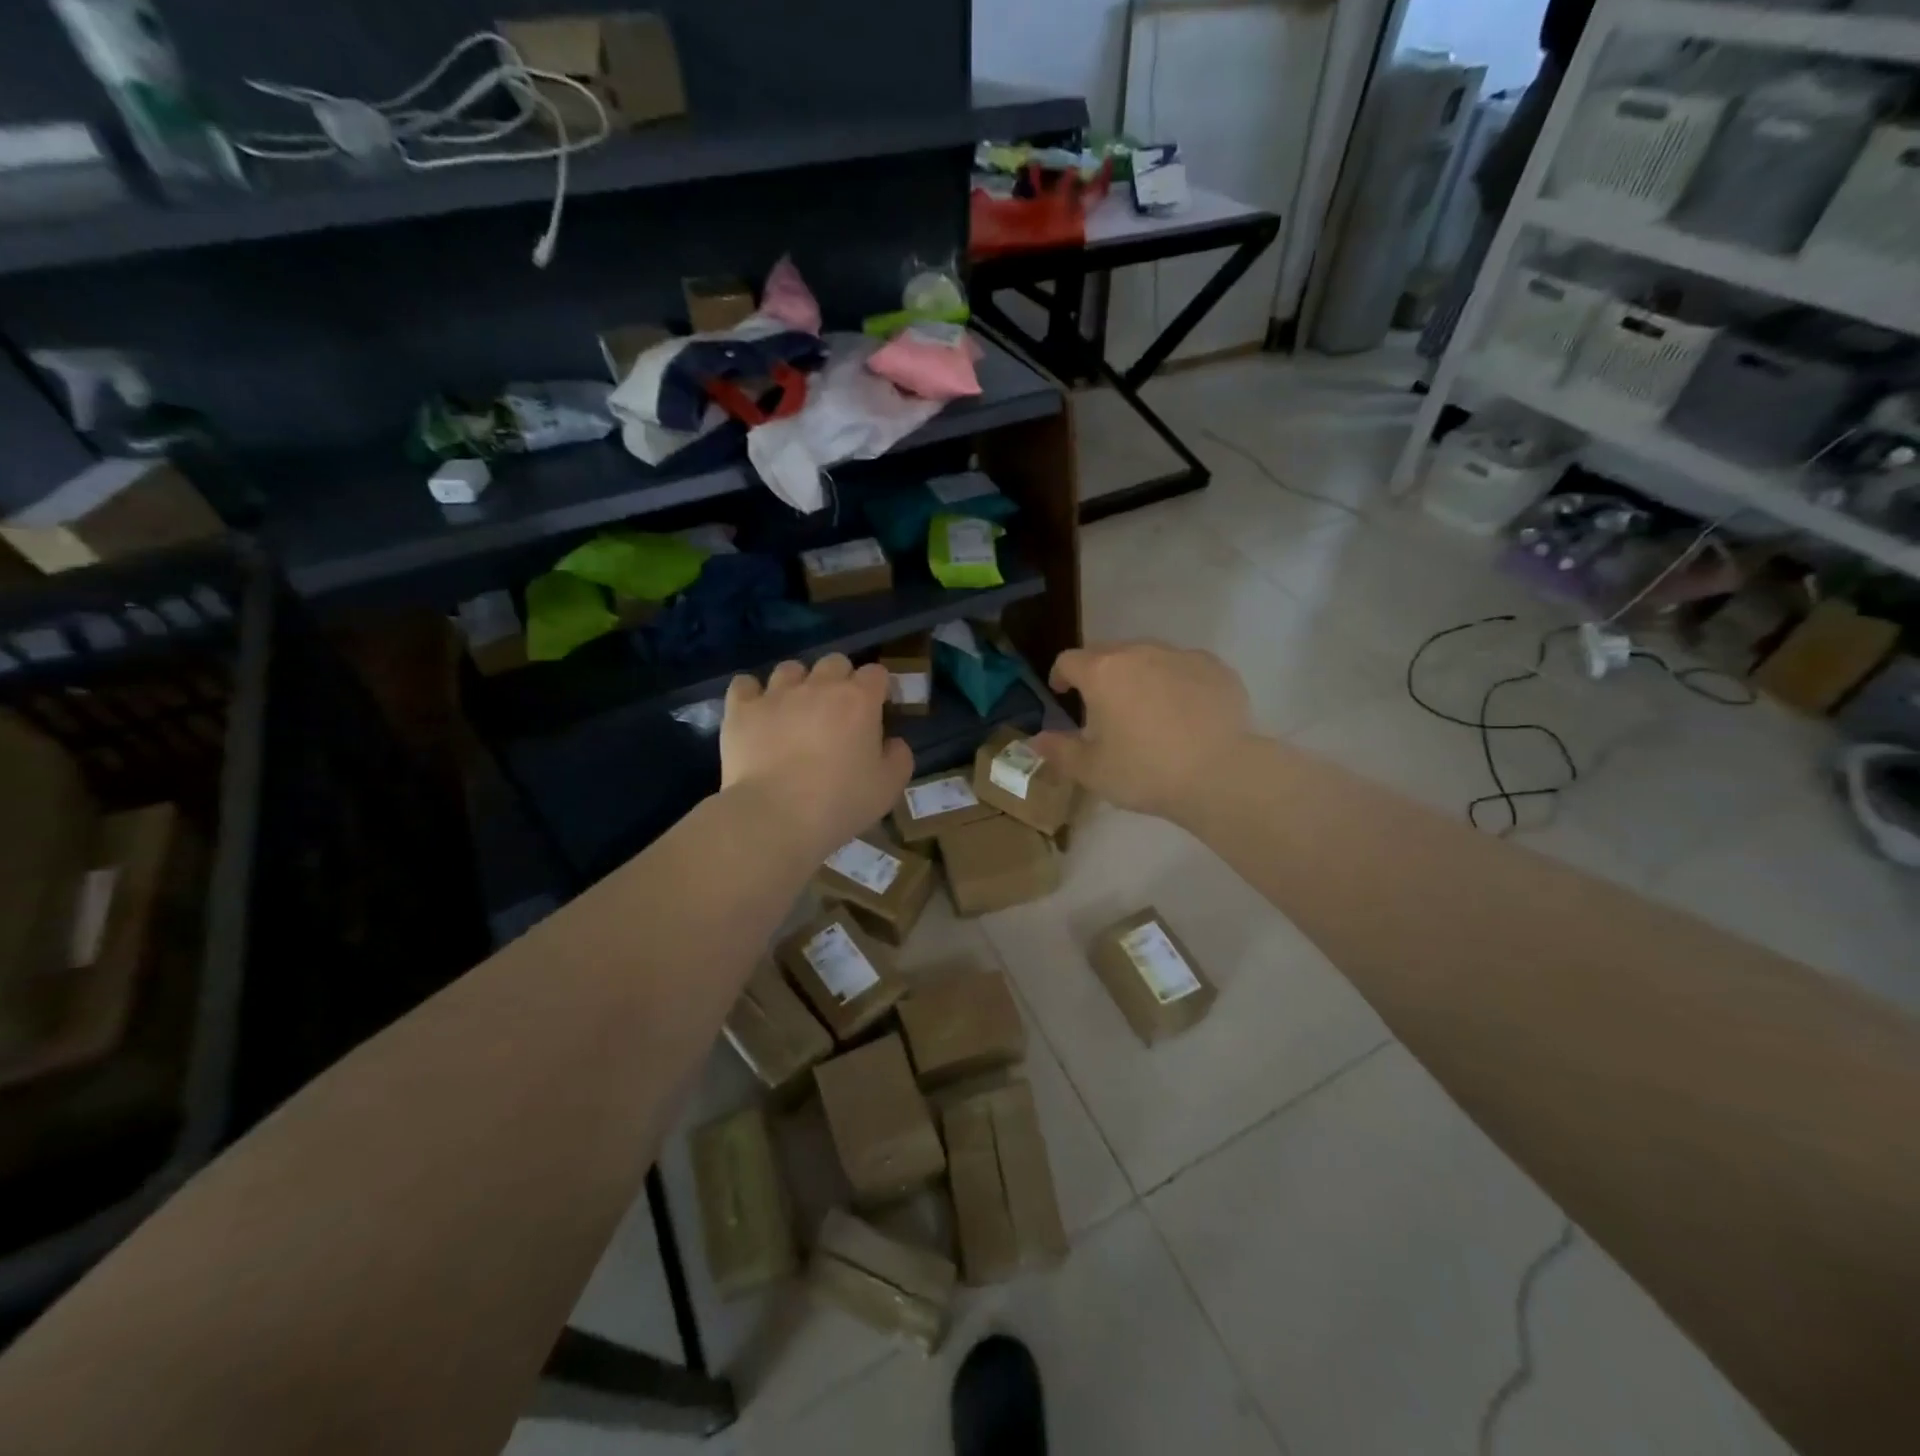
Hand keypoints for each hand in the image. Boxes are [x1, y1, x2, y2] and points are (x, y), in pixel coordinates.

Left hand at [721, 655, 912, 856]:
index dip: (878, 688)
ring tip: (795, 710)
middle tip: (837, 711)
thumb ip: (899, 758)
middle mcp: (819, 686)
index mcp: (859, 700)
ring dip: (797, 684)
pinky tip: (756, 712)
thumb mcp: (888, 788)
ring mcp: (776, 694)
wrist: (776, 816)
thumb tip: (893, 742)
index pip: (876, 673)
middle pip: (834, 662)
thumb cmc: (840, 802)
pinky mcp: (741, 709)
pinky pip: (745, 685)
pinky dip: (752, 694)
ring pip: (790, 669)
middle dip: (840, 679)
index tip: (877, 709)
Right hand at [1032, 640, 1253, 821]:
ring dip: (1139, 675)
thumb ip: (1060, 751)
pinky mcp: (1215, 668)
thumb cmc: (1145, 772)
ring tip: (1146, 707)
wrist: (1220, 774)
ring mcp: (1180, 656)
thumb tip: (1035, 740)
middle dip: (1100, 674)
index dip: (1060, 675)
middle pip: (1109, 653)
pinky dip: (1177, 682)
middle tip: (1104, 706)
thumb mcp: (1092, 771)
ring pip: (1149, 657)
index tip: (1062, 692)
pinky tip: (1185, 712)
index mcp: (1102, 673)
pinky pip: (1185, 667)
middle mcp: (1139, 653)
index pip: (1069, 660)